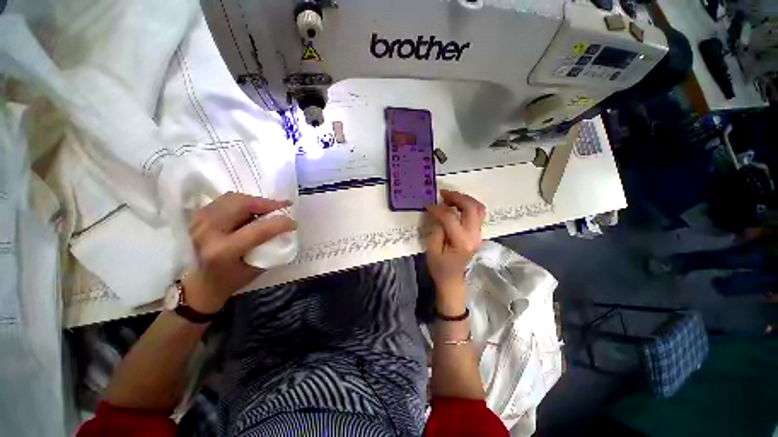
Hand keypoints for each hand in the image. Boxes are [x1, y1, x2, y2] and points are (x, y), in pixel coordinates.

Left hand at [182, 193, 296, 313]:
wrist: (197, 285)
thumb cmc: (230, 281)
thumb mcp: (256, 267)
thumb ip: (270, 245)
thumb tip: (284, 228)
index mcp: (223, 251)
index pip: (258, 229)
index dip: (281, 223)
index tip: (293, 223)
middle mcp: (207, 232)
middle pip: (242, 204)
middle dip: (267, 204)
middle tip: (283, 207)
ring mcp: (198, 221)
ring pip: (233, 198)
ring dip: (255, 201)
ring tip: (268, 208)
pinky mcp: (196, 216)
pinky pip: (224, 200)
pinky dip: (242, 202)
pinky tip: (251, 209)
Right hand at [425, 190, 485, 311]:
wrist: (453, 281)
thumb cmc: (440, 268)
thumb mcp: (432, 251)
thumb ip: (435, 230)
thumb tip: (438, 214)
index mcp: (461, 242)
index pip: (450, 217)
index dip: (437, 209)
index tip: (428, 205)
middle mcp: (474, 235)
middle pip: (471, 208)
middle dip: (457, 197)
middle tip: (443, 194)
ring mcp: (478, 234)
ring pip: (478, 208)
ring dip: (465, 199)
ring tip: (450, 198)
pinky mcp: (478, 233)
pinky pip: (478, 213)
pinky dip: (468, 205)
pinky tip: (457, 205)